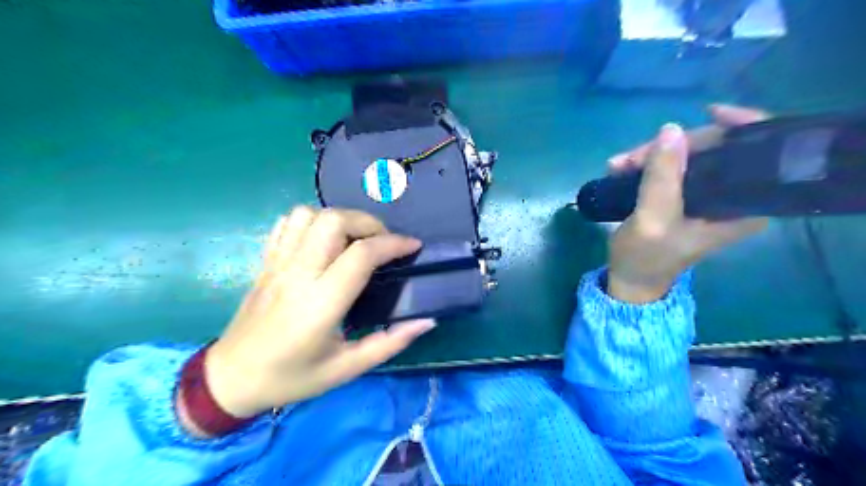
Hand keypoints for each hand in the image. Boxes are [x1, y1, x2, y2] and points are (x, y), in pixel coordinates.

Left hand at [202, 207, 431, 419]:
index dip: (393, 244)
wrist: (231, 379)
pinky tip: (324, 240)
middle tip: (383, 243)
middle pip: (335, 221)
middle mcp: (299, 274)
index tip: (413, 247)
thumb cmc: (292, 377)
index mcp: (321, 303)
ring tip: (355, 240)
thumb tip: (427, 322)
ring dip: (341, 219)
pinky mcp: (266, 261)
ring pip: (310, 214)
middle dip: (368, 223)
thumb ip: (390, 343)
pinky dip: (313, 220)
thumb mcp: (347, 369)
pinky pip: (288, 222)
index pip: (362, 254)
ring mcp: (278, 263)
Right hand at [603, 104, 767, 302]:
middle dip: (672, 147)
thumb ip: (663, 178)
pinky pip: (674, 166)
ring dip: (651, 156)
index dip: (740, 126)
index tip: (708, 112)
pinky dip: (647, 163)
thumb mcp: (652, 219)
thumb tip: (670, 130)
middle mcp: (733, 197)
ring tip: (616, 166)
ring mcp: (709, 195)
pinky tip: (622, 169)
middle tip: (630, 159)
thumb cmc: (645, 257)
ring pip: (689, 155)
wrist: (631, 279)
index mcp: (742, 207)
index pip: (758, 154)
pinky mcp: (687, 195)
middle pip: (716, 149)